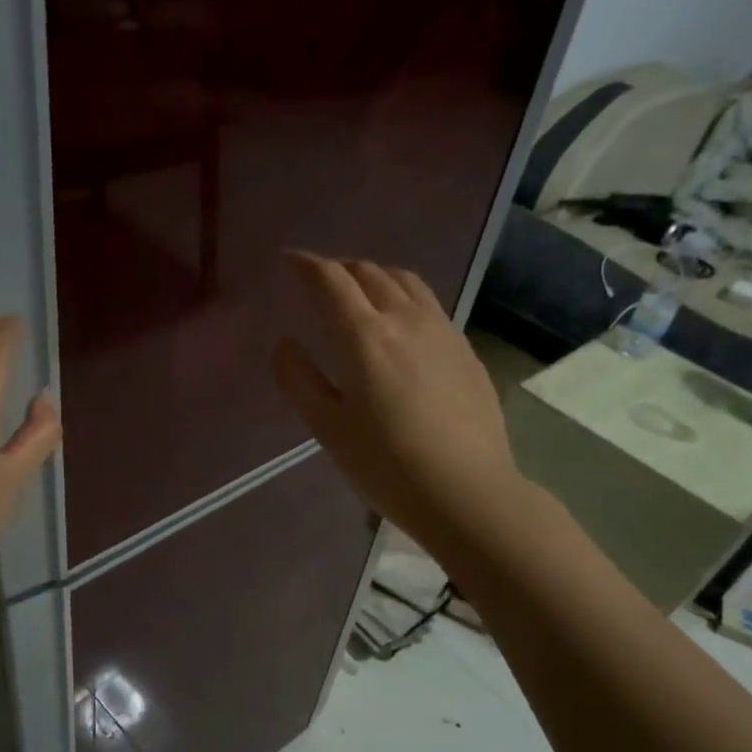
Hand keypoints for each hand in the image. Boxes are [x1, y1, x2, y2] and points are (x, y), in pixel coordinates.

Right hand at [273, 252, 527, 560]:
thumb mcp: (328, 428)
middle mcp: (406, 320)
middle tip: (319, 278)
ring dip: (375, 275)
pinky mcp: (465, 350)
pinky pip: (429, 303)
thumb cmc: (387, 465)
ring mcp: (443, 332)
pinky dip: (404, 295)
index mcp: (366, 337)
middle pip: (370, 273)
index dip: (307, 265)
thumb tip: (285, 344)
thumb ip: (299, 379)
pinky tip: (401, 320)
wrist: (467, 491)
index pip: (332, 281)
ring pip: (406, 281)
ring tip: (359, 288)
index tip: (289, 260)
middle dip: (340, 267)